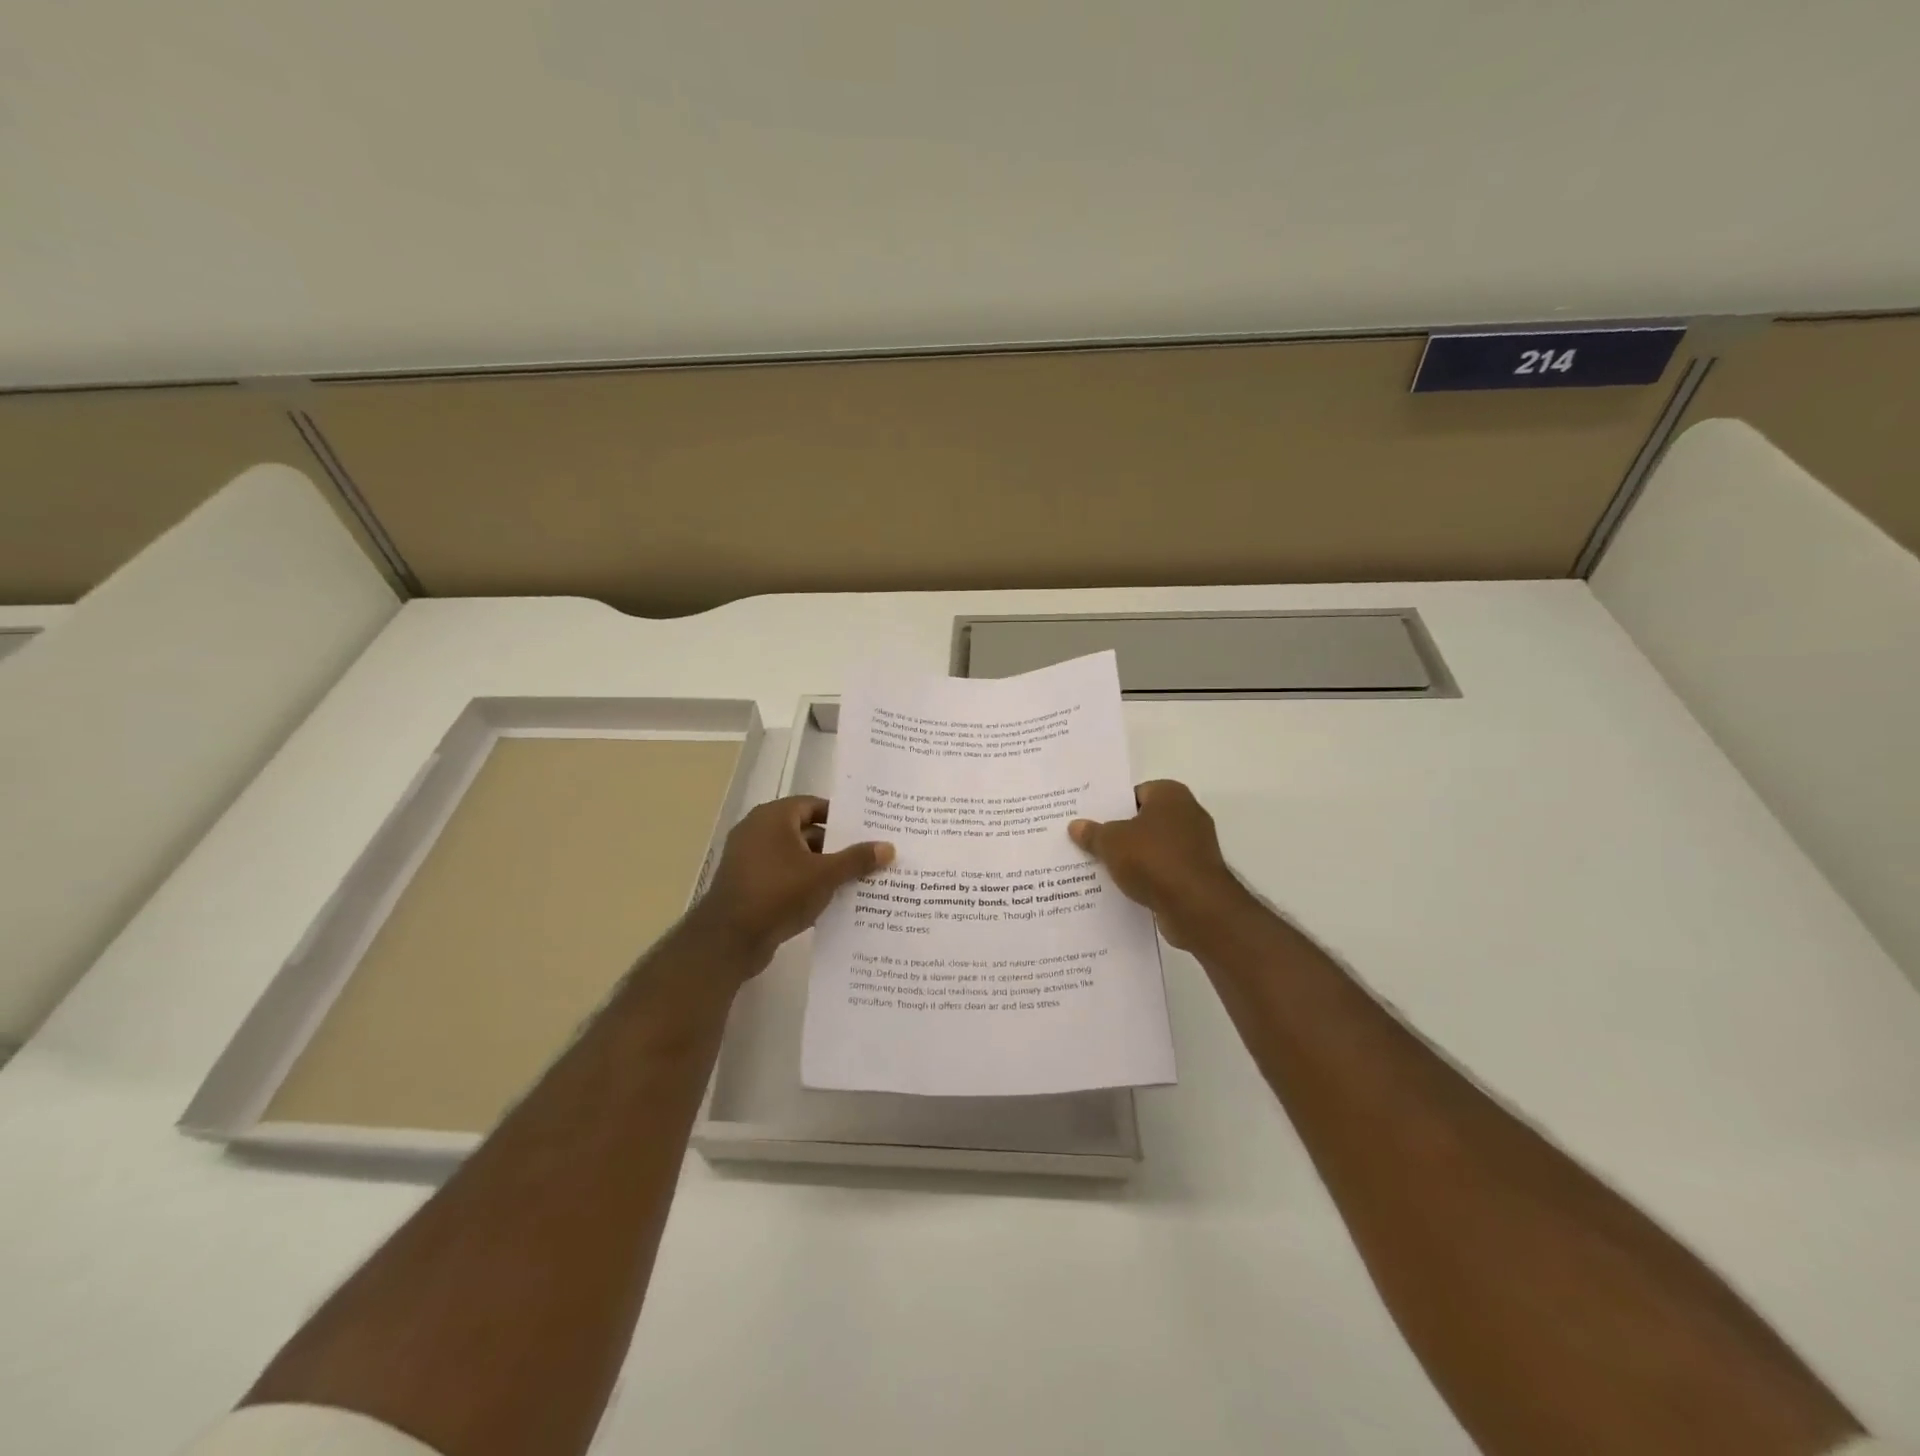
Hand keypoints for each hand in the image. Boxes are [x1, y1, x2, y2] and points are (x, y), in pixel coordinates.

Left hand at [689, 796, 893, 976]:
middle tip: (870, 855)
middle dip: (838, 846)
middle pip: (807, 832)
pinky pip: (785, 879)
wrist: (728, 940)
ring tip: (859, 879)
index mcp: (774, 818)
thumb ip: (856, 859)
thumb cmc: (777, 893)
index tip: (868, 829)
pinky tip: (833, 901)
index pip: (814, 806)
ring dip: (824, 868)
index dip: (842, 817)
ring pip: (797, 858)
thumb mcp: (825, 875)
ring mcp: (751, 861)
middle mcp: (759, 832)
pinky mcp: (750, 887)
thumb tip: (888, 847)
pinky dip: (807, 886)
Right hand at [1069, 780, 1251, 950]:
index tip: (1091, 820)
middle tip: (1090, 841)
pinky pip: (1164, 870)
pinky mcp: (1197, 875)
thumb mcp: (1111, 842)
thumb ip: (1093, 833)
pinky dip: (1147, 877)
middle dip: (1120, 832)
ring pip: (1154, 847)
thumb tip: (1075, 825)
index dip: (1112, 806)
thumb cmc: (1153, 859)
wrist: (1196, 906)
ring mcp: (1196, 847)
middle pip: (1145, 820)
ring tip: (1101, 866)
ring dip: (1133, 857)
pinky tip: (1124, 887)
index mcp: (1171, 795)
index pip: (1136, 793)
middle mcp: (1188, 814)